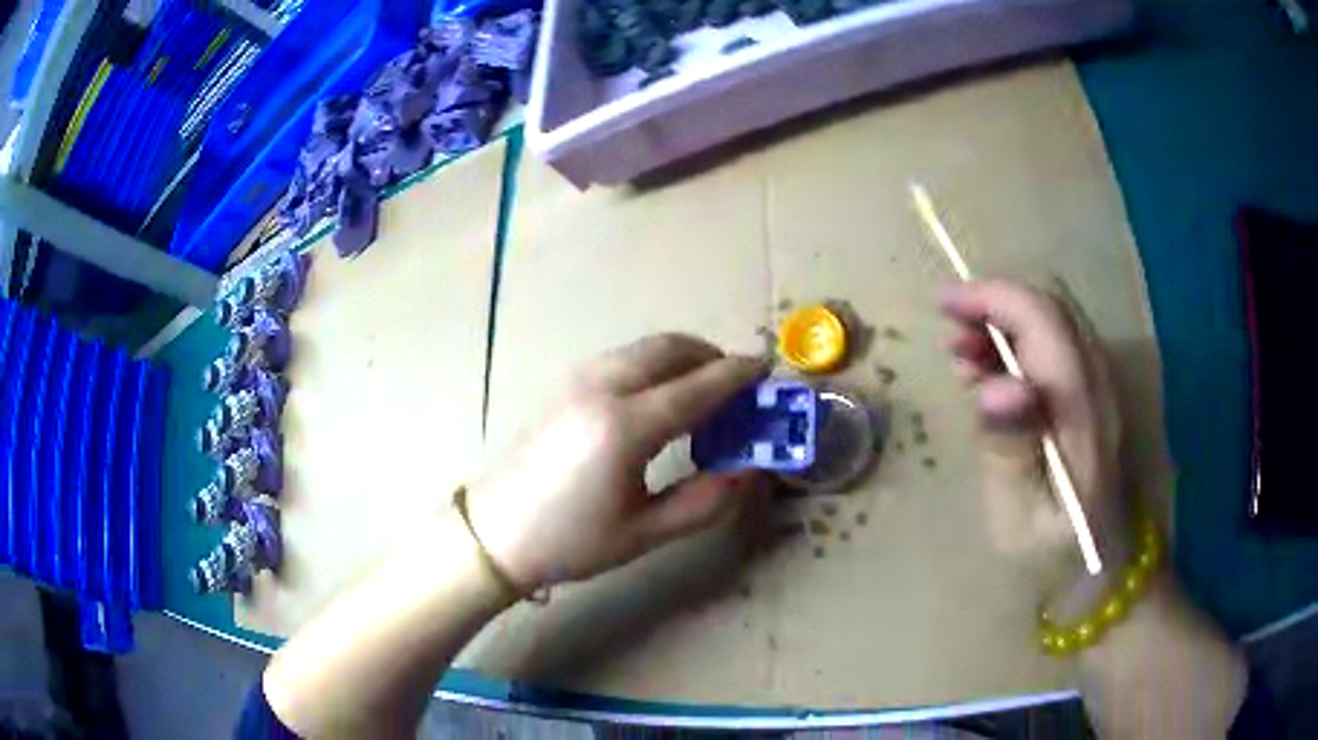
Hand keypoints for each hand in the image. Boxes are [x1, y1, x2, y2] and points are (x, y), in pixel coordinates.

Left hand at [467, 334, 771, 591]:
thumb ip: (705, 500)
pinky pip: (623, 357)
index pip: (698, 386)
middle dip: (711, 356)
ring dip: (682, 357)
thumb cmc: (570, 541)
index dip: (738, 375)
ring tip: (702, 393)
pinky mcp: (565, 385)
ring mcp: (579, 380)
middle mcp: (603, 388)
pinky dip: (654, 363)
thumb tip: (749, 469)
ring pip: (645, 347)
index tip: (767, 369)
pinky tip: (659, 399)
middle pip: (670, 348)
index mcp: (625, 427)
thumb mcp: (645, 533)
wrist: (494, 533)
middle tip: (737, 385)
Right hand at [941, 280, 1131, 592]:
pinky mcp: (1089, 400)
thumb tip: (998, 385)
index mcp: (1081, 408)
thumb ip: (1011, 450)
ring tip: (962, 358)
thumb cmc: (1053, 554)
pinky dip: (1016, 344)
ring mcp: (1097, 388)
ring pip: (1052, 320)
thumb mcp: (1021, 517)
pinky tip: (989, 376)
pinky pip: (1054, 346)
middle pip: (1050, 305)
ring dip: (1003, 322)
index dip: (992, 297)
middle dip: (995, 303)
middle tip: (950, 335)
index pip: (1043, 319)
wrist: (1100, 574)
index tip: (942, 305)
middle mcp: (1096, 383)